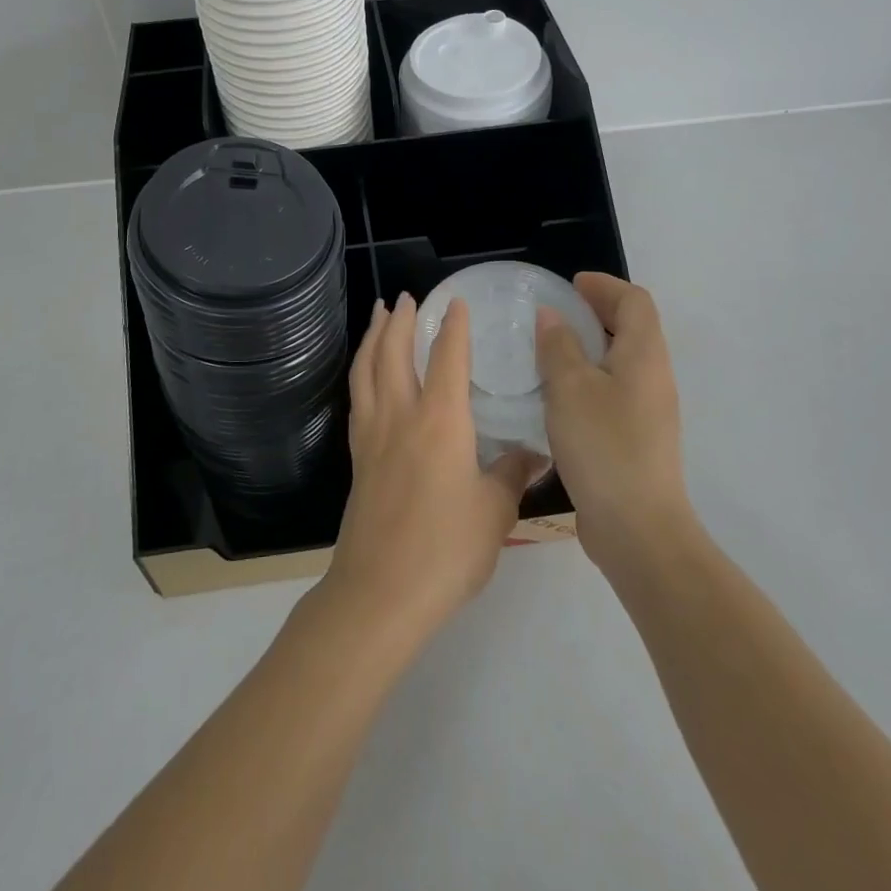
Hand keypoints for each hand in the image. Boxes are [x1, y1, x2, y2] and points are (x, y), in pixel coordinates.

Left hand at [321, 294, 544, 646]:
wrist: (380, 592)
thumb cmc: (446, 550)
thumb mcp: (494, 512)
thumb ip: (511, 474)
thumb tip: (533, 453)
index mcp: (439, 420)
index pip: (447, 357)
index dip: (453, 326)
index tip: (456, 301)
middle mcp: (400, 416)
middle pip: (394, 353)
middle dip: (400, 320)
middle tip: (406, 297)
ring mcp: (372, 435)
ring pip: (367, 370)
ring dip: (374, 337)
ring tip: (379, 316)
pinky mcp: (357, 457)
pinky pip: (357, 397)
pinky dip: (362, 372)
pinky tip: (367, 376)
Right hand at [536, 272, 697, 573]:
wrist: (638, 529)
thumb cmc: (604, 446)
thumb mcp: (570, 388)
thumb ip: (558, 345)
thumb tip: (552, 316)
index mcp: (644, 355)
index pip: (635, 301)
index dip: (604, 286)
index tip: (570, 285)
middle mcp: (654, 377)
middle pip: (633, 328)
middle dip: (597, 312)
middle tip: (556, 312)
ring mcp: (649, 410)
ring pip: (622, 361)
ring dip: (591, 346)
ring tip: (550, 350)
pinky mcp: (637, 438)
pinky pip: (615, 389)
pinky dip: (590, 377)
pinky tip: (559, 395)